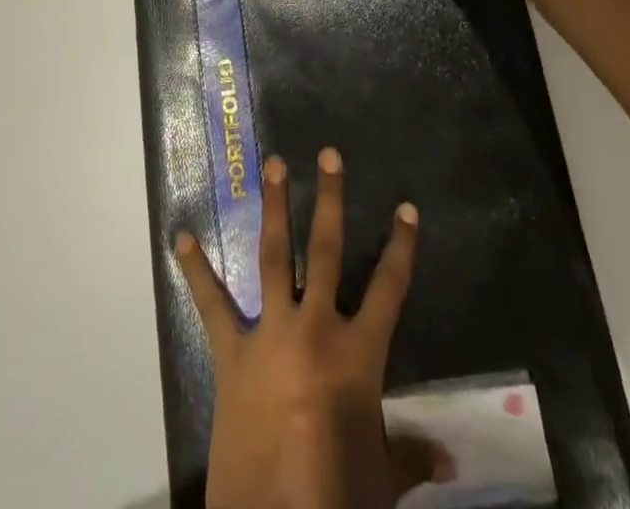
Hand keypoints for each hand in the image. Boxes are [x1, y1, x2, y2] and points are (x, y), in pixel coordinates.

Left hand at [176, 148, 438, 508]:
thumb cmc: (336, 497)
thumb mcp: (381, 479)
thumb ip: (410, 455)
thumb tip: (450, 460)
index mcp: (357, 353)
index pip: (389, 288)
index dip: (401, 247)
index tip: (406, 207)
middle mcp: (314, 327)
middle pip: (326, 251)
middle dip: (330, 200)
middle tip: (328, 154)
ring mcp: (270, 332)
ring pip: (274, 256)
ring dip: (274, 208)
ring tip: (273, 165)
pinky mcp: (231, 352)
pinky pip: (212, 305)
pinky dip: (195, 271)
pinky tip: (180, 237)